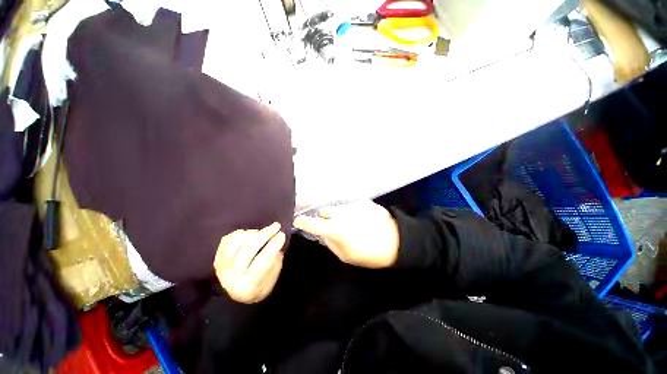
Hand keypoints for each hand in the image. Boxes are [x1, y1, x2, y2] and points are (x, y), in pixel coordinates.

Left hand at [214, 223, 285, 303]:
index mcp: (248, 286)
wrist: (237, 295)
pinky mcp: (217, 258)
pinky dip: (241, 233)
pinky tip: (251, 234)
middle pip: (247, 250)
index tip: (282, 234)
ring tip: (263, 232)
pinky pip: (228, 240)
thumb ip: (275, 260)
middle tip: (276, 226)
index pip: (261, 262)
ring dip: (253, 233)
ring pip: (235, 242)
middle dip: (264, 235)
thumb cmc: (260, 285)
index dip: (273, 246)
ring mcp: (221, 267)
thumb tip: (276, 240)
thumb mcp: (272, 278)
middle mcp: (231, 277)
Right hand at [293, 200, 398, 268]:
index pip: (312, 223)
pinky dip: (352, 211)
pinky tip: (361, 218)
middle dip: (325, 218)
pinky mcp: (363, 201)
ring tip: (351, 223)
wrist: (397, 240)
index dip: (303, 222)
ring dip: (339, 214)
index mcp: (335, 229)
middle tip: (332, 226)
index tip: (298, 221)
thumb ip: (330, 244)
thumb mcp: (346, 256)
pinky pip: (351, 205)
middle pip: (324, 211)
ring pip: (338, 207)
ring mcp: (352, 205)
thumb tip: (323, 234)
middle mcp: (341, 213)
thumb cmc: (370, 253)